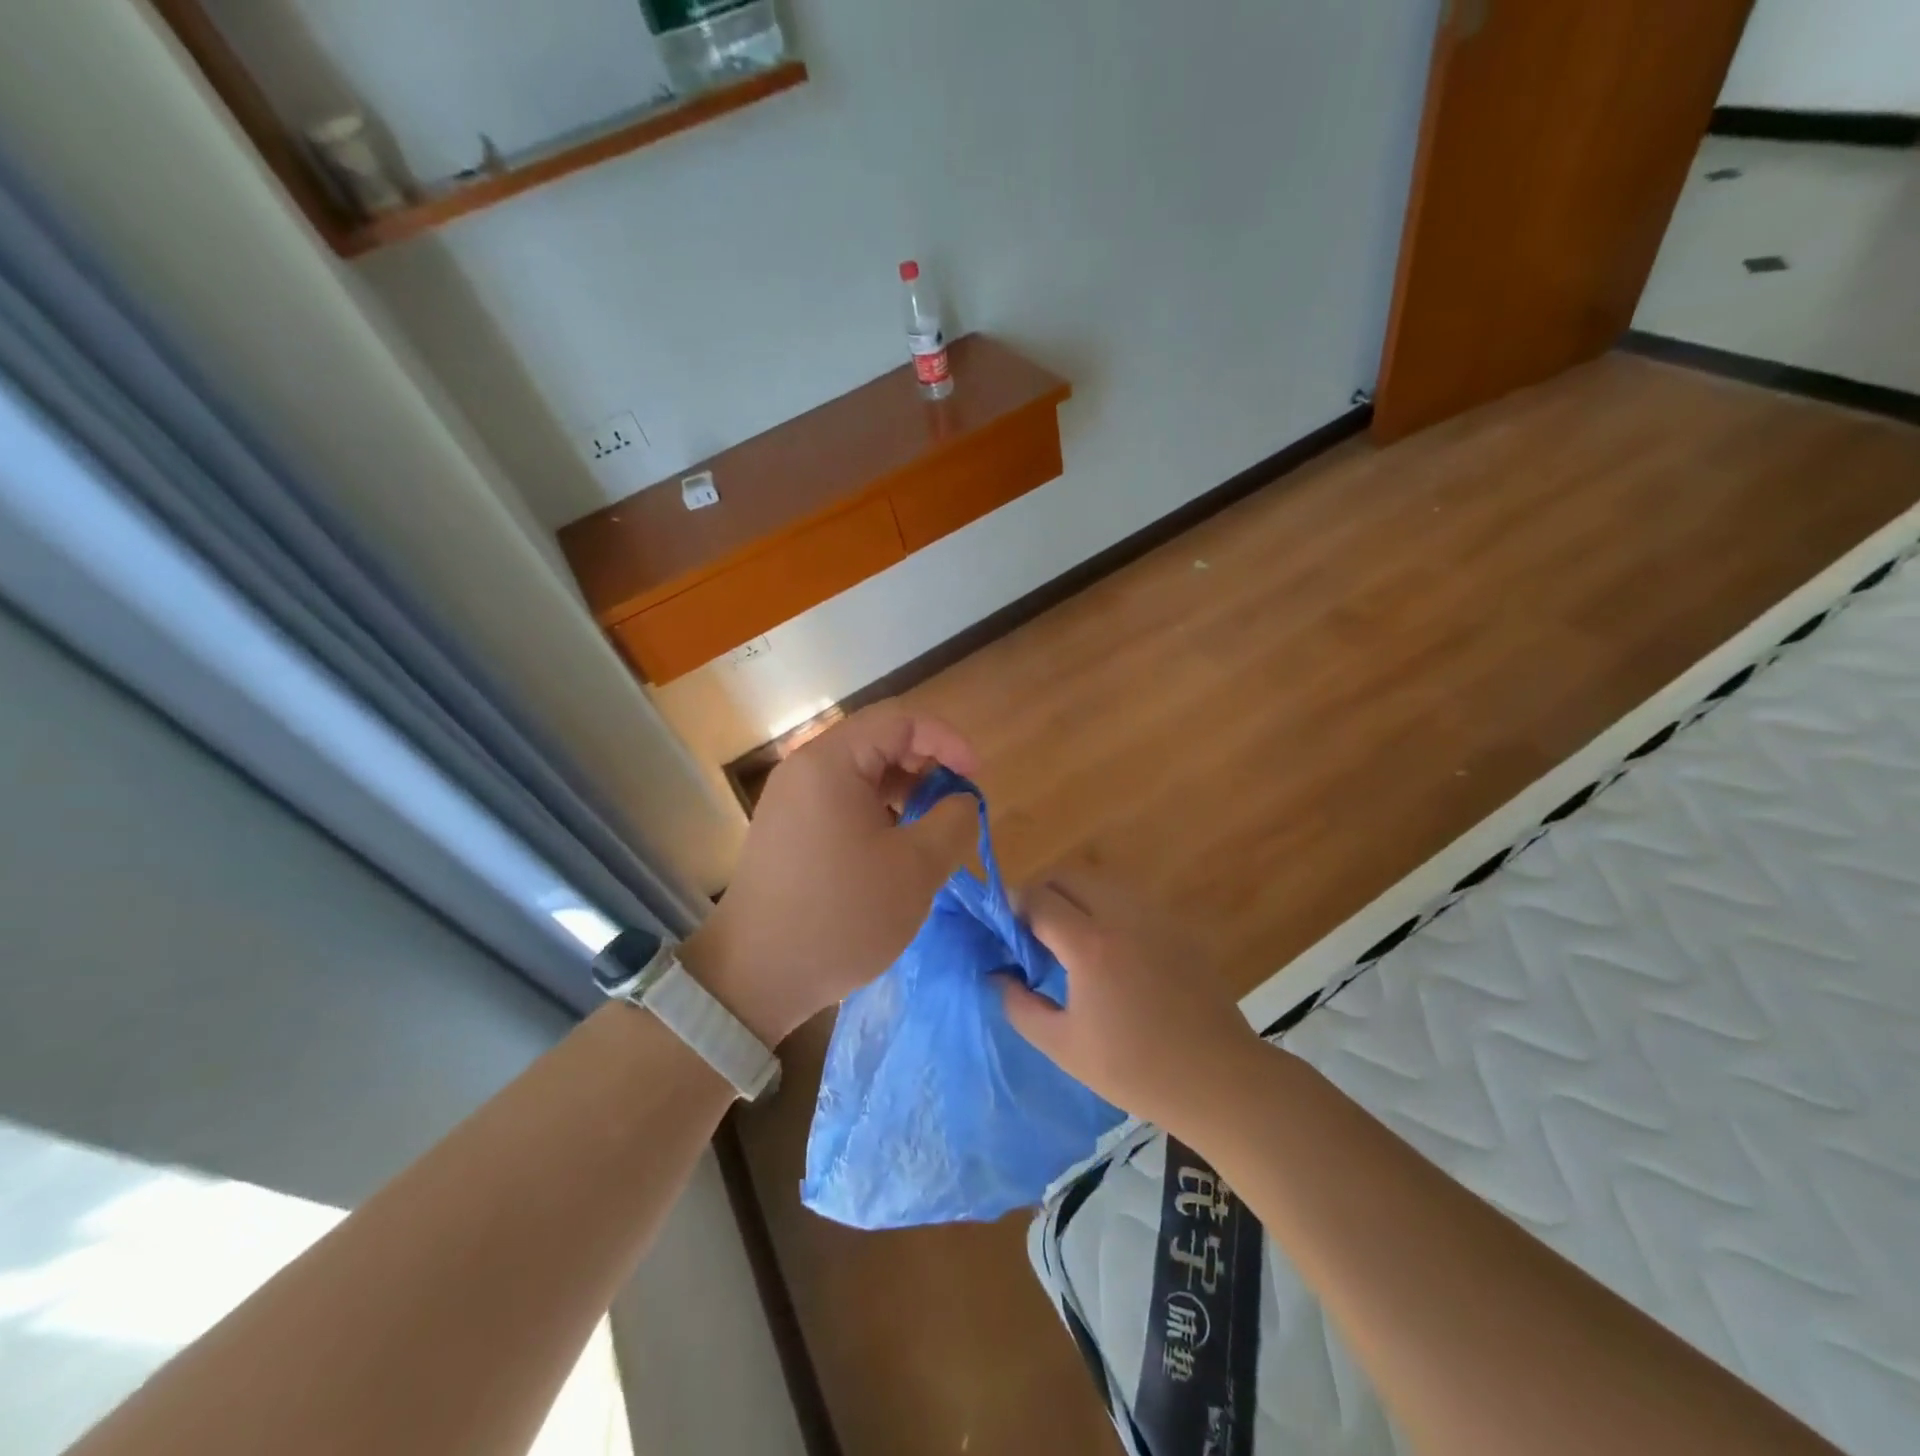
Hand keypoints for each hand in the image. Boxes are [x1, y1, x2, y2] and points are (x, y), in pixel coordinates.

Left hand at [685, 702, 978, 1046]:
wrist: (755, 977)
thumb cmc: (841, 916)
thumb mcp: (916, 870)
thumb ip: (953, 822)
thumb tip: (962, 802)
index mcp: (831, 762)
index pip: (902, 720)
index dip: (948, 741)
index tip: (975, 780)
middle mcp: (805, 768)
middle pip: (880, 741)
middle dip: (928, 766)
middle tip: (956, 806)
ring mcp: (791, 799)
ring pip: (862, 773)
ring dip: (905, 791)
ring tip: (930, 832)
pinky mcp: (788, 828)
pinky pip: (842, 800)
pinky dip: (878, 812)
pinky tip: (896, 850)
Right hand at [1000, 866, 1263, 1128]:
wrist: (1217, 1078)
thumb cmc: (1134, 1069)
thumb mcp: (1063, 1047)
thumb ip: (1020, 1005)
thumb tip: (998, 975)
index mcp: (1090, 945)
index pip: (1038, 899)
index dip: (1011, 907)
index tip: (1001, 928)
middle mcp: (1122, 916)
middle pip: (1068, 876)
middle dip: (1040, 893)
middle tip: (1030, 931)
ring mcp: (1155, 917)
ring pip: (1100, 882)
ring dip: (1074, 897)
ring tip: (1067, 939)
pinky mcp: (1177, 927)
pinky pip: (1129, 900)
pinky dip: (1105, 909)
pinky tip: (1108, 950)